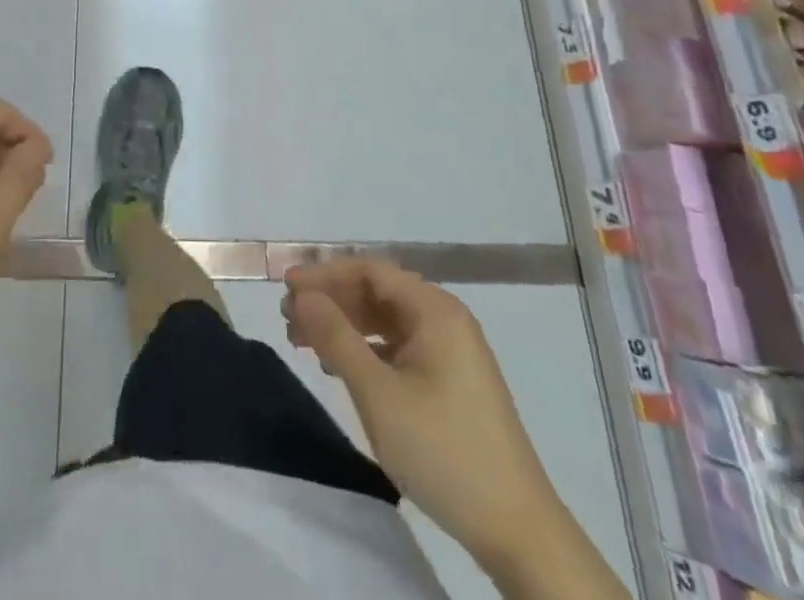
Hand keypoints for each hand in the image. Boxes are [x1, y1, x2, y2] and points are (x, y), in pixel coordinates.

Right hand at [283, 260, 564, 572]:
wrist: (519, 532)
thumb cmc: (443, 451)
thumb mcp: (378, 394)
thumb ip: (336, 337)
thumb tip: (303, 295)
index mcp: (434, 310)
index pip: (369, 271)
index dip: (324, 274)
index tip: (285, 288)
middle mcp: (445, 319)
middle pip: (377, 293)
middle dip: (330, 301)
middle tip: (288, 318)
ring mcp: (452, 352)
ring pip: (385, 321)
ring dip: (344, 326)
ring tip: (303, 343)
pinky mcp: (452, 382)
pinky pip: (399, 348)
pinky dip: (366, 351)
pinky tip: (339, 369)